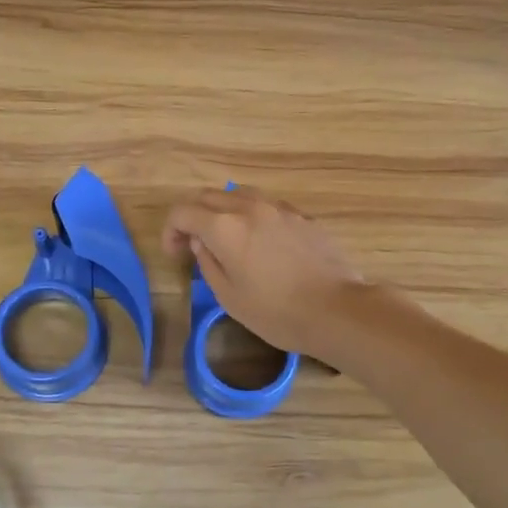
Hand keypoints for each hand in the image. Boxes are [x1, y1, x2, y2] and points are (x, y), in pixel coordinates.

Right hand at [161, 188, 372, 358]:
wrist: (337, 309)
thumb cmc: (277, 312)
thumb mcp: (229, 297)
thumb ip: (208, 262)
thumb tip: (201, 241)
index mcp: (224, 227)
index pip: (182, 212)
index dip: (170, 231)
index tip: (175, 255)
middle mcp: (249, 207)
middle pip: (208, 197)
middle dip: (194, 217)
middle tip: (194, 246)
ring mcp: (279, 208)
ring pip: (239, 195)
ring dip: (223, 211)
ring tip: (227, 240)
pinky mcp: (301, 216)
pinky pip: (266, 206)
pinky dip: (251, 216)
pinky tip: (260, 243)